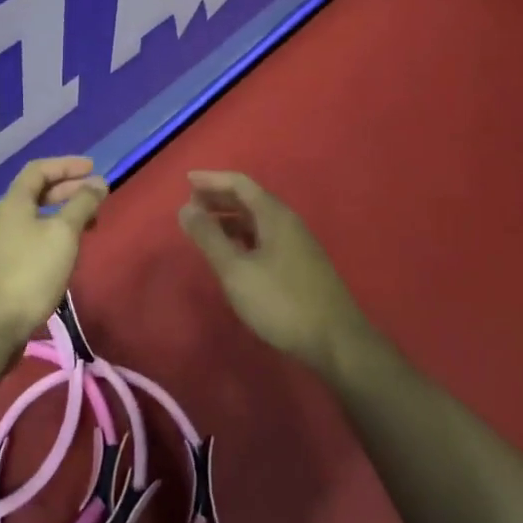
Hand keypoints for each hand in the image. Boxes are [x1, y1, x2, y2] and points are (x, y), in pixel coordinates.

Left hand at [0, 156, 108, 349]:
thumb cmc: (31, 272)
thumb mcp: (63, 233)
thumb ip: (82, 204)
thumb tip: (98, 182)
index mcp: (15, 201)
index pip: (39, 169)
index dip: (66, 164)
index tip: (93, 168)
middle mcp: (7, 216)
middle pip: (39, 191)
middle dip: (69, 188)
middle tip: (97, 193)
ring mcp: (6, 242)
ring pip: (39, 215)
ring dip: (65, 212)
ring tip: (91, 221)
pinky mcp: (9, 265)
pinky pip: (37, 236)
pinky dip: (57, 232)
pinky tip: (72, 248)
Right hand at [178, 170, 369, 373]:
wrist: (336, 342)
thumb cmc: (281, 302)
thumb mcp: (236, 270)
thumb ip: (209, 237)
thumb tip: (185, 208)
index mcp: (274, 215)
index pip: (240, 183)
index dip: (212, 179)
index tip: (187, 180)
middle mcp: (288, 222)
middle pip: (249, 199)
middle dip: (219, 198)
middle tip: (190, 205)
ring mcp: (297, 244)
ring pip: (257, 220)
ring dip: (230, 218)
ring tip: (205, 227)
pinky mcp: (300, 265)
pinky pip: (265, 237)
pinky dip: (243, 236)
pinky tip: (232, 253)